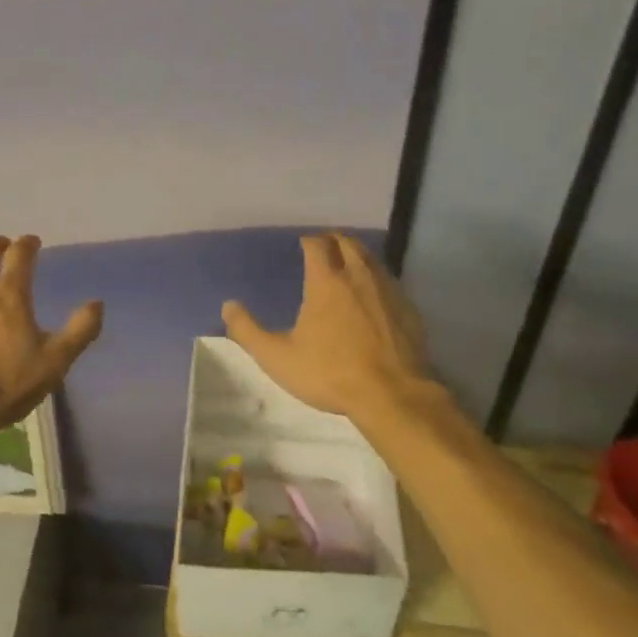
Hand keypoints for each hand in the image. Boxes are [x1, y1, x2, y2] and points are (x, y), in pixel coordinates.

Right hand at [222, 233, 432, 423]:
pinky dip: (377, 279)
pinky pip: (390, 281)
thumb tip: (228, 306)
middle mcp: (359, 276)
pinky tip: (373, 297)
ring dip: (357, 256)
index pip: (318, 245)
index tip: (303, 245)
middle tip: (324, 249)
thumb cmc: (331, 373)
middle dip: (334, 241)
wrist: (393, 395)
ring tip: (347, 266)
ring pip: (372, 258)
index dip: (309, 241)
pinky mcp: (409, 308)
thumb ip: (248, 331)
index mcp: (327, 281)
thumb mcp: (278, 358)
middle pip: (348, 243)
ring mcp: (388, 290)